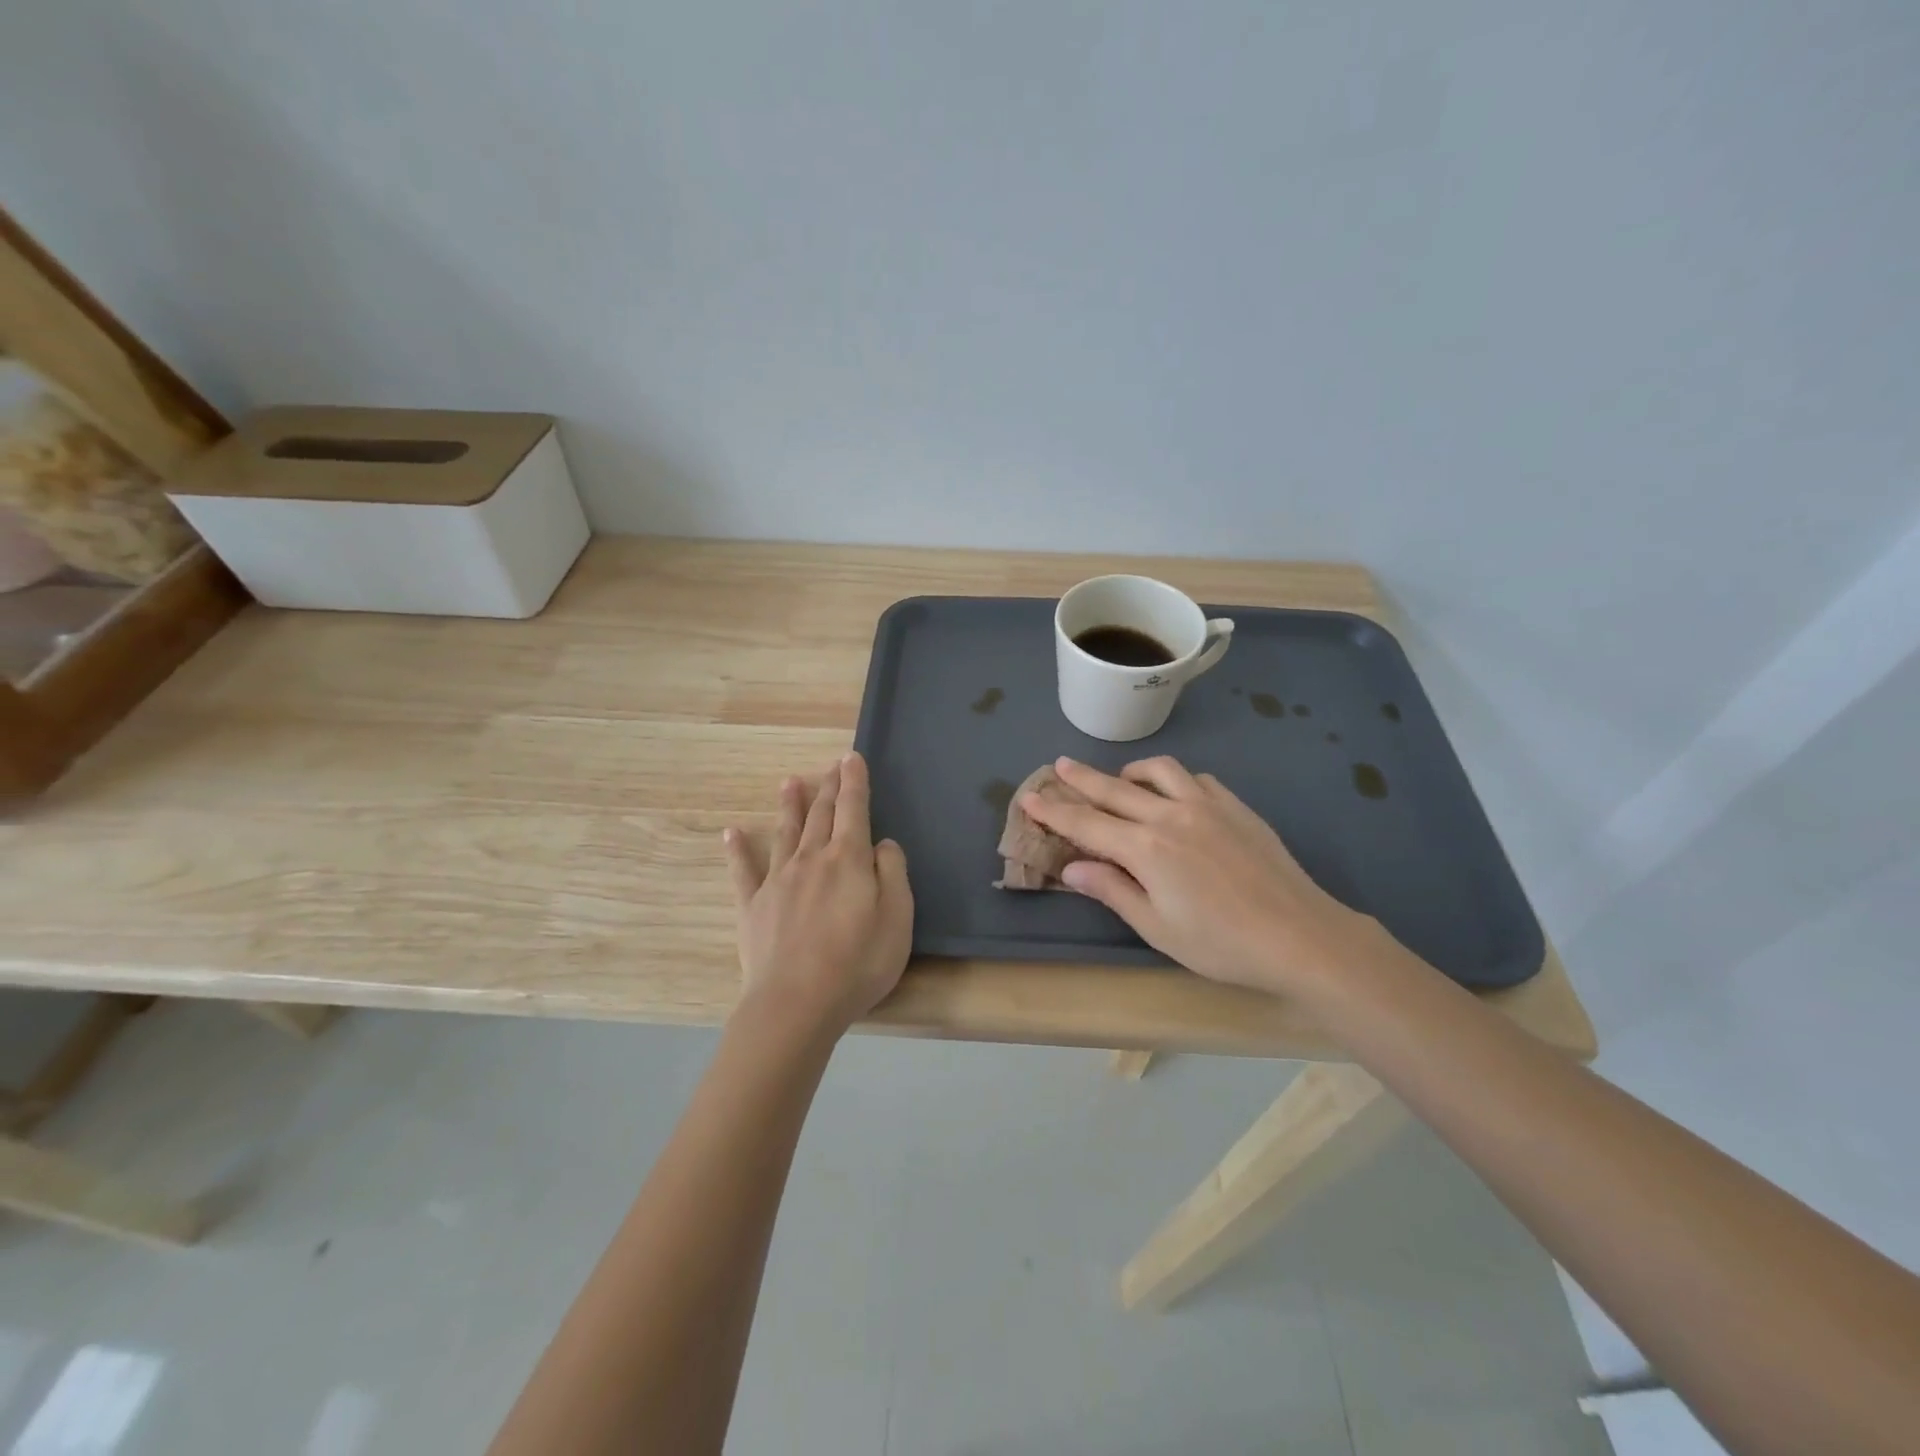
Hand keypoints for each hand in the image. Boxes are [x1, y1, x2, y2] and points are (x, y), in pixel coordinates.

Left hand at [724, 751, 913, 1032]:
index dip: (854, 782)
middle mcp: (811, 859)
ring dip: (789, 806)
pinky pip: (743, 871)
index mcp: (848, 859)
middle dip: (829, 787)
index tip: (852, 757)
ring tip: (790, 782)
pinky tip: (731, 833)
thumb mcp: (897, 918)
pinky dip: (738, 850)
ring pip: (786, 833)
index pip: (854, 809)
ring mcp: (778, 881)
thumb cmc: (857, 963)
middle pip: (822, 815)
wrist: (795, 1004)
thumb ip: (892, 873)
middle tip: (832, 765)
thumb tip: (881, 843)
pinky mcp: (753, 906)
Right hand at [1020, 756, 1380, 997]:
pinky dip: (1175, 781)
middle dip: (1081, 778)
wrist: (1299, 936)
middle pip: (1114, 789)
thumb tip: (1072, 866)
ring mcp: (1207, 805)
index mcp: (1145, 849)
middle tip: (1058, 766)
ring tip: (1119, 780)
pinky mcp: (1236, 807)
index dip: (1054, 811)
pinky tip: (1175, 795)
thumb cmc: (1221, 944)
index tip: (1030, 797)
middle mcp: (1170, 815)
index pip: (1087, 823)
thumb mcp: (1157, 928)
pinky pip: (1197, 779)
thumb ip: (1113, 890)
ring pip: (1159, 771)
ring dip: (1131, 772)